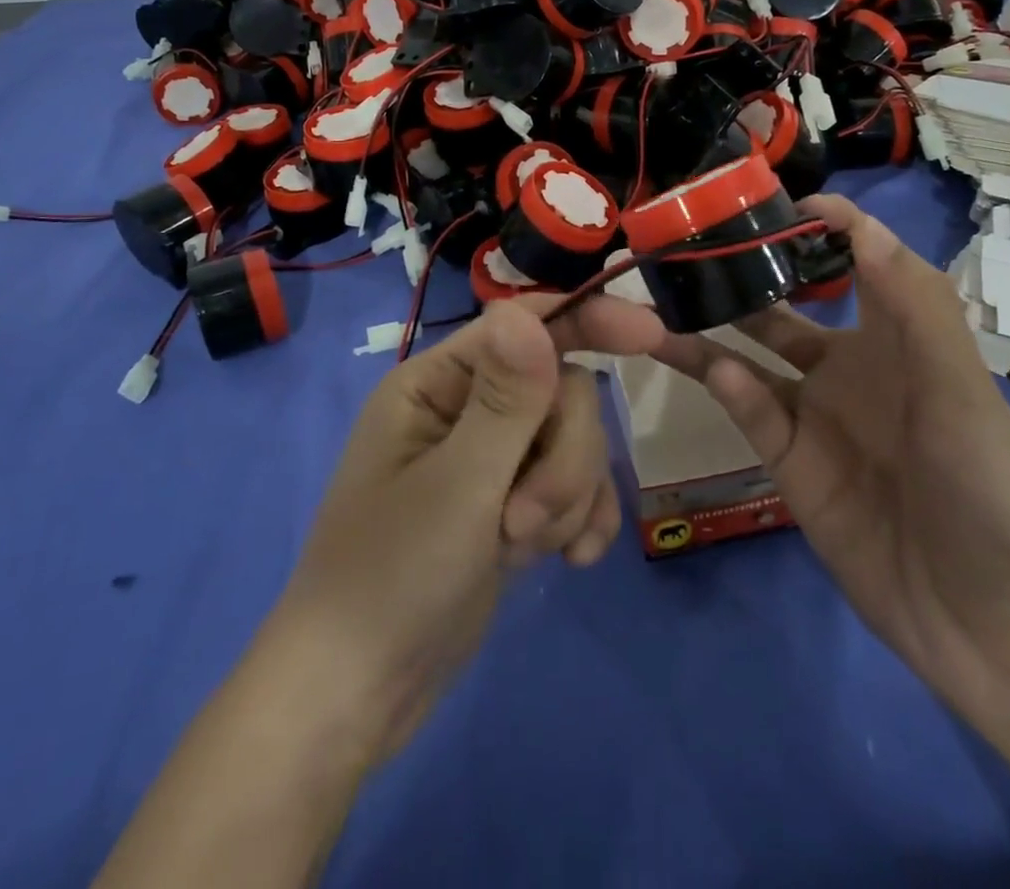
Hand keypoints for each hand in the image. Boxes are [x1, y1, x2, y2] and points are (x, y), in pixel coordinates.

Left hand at [270, 293, 664, 763]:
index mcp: (437, 383)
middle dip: (563, 458)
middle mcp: (465, 409)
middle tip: (522, 522)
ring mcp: (492, 460)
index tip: (651, 336)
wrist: (358, 696)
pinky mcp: (511, 506)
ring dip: (567, 498)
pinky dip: (580, 521)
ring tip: (522, 550)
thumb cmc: (391, 577)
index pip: (523, 326)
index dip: (587, 321)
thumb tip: (527, 312)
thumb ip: (504, 399)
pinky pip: (574, 489)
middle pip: (561, 393)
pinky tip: (570, 564)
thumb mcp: (457, 486)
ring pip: (574, 443)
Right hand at [652, 193, 1009, 730]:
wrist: (1001, 629)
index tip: (767, 200)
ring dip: (709, 330)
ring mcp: (817, 418)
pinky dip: (731, 389)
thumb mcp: (960, 387)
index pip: (853, 260)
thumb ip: (909, 304)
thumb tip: (851, 219)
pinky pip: (753, 415)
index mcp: (899, 337)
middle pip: (783, 308)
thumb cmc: (994, 488)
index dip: (817, 225)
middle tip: (685, 246)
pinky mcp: (793, 468)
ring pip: (749, 359)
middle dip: (741, 276)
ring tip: (659, 300)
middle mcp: (851, 368)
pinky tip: (713, 370)